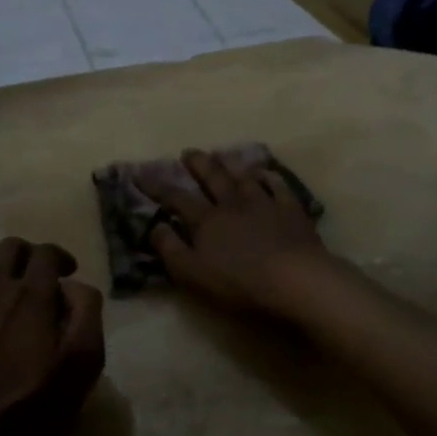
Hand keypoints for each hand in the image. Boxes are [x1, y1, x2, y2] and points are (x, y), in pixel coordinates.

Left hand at [0, 238, 105, 435]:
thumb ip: (86, 315)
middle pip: (11, 246)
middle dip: (29, 257)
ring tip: (3, 292)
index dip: (61, 258)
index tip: (67, 277)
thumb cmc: (27, 412)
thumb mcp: (81, 368)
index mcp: (32, 295)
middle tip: (38, 282)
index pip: (47, 252)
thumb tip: (73, 287)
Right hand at [142, 149, 333, 314]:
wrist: (295, 279)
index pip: (176, 198)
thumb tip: (154, 227)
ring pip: (244, 176)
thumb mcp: (193, 274)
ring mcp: (265, 203)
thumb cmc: (240, 283)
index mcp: (207, 221)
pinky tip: (266, 173)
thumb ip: (171, 250)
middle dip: (198, 164)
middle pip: (212, 178)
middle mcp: (233, 204)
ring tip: (222, 154)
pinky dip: (270, 177)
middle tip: (188, 152)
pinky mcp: (291, 209)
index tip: (140, 174)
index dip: (157, 186)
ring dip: (231, 164)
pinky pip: (278, 186)